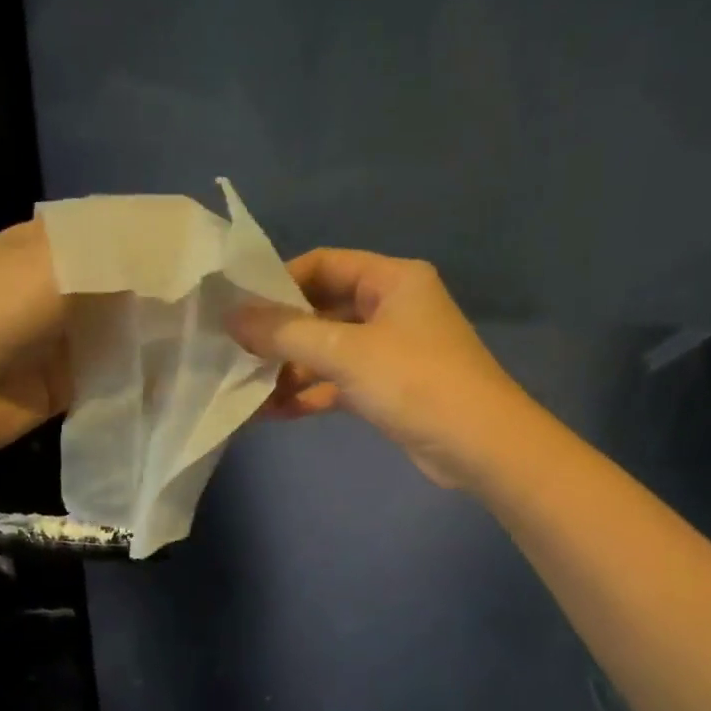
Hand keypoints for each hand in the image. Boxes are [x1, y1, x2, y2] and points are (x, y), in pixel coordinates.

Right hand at [228, 249, 521, 488]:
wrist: (479, 446)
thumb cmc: (415, 382)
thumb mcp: (345, 352)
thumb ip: (284, 333)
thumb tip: (230, 317)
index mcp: (392, 279)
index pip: (323, 264)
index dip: (279, 281)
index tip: (239, 306)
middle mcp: (391, 307)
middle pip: (321, 309)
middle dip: (279, 332)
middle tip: (234, 349)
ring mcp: (389, 350)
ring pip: (327, 350)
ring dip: (289, 369)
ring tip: (245, 387)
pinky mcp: (387, 388)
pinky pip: (337, 381)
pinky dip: (308, 393)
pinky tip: (272, 412)